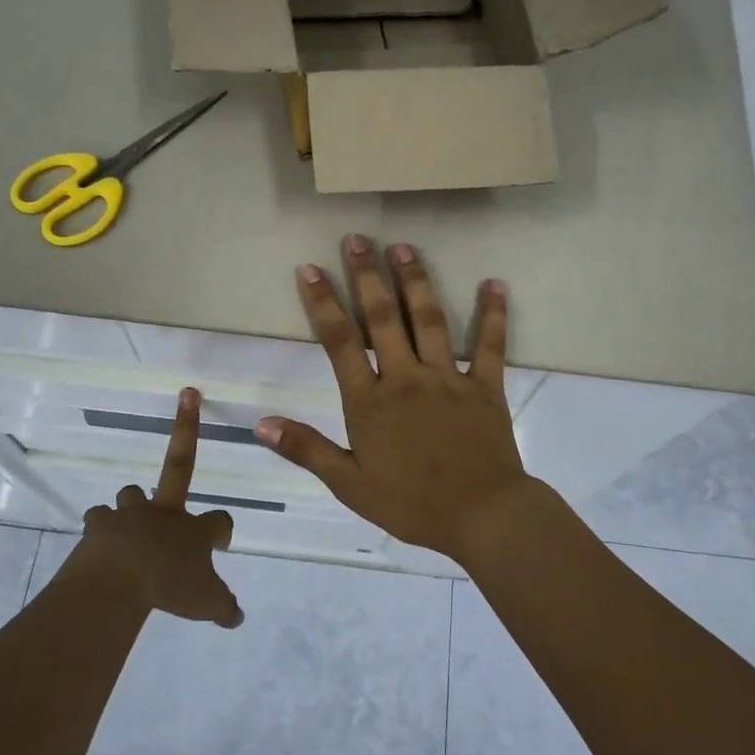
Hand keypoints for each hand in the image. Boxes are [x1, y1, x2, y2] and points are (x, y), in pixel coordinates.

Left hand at [72, 388, 242, 627]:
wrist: (118, 578)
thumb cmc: (169, 587)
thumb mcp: (207, 605)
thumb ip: (224, 608)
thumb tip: (237, 617)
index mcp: (193, 530)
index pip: (220, 520)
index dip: (223, 529)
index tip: (222, 538)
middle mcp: (164, 513)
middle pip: (175, 471)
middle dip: (185, 431)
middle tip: (187, 406)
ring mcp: (129, 515)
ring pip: (131, 494)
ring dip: (131, 505)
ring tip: (127, 524)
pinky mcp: (98, 526)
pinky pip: (98, 522)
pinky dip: (100, 531)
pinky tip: (99, 547)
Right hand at [256, 235, 535, 559]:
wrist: (481, 516)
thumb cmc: (411, 504)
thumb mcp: (349, 484)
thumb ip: (307, 450)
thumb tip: (260, 424)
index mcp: (370, 401)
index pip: (340, 342)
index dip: (323, 303)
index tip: (310, 268)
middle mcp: (407, 378)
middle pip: (384, 317)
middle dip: (367, 275)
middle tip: (358, 238)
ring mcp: (449, 378)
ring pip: (430, 320)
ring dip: (416, 281)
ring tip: (404, 248)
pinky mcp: (486, 386)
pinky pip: (490, 345)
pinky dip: (492, 313)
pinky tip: (494, 283)